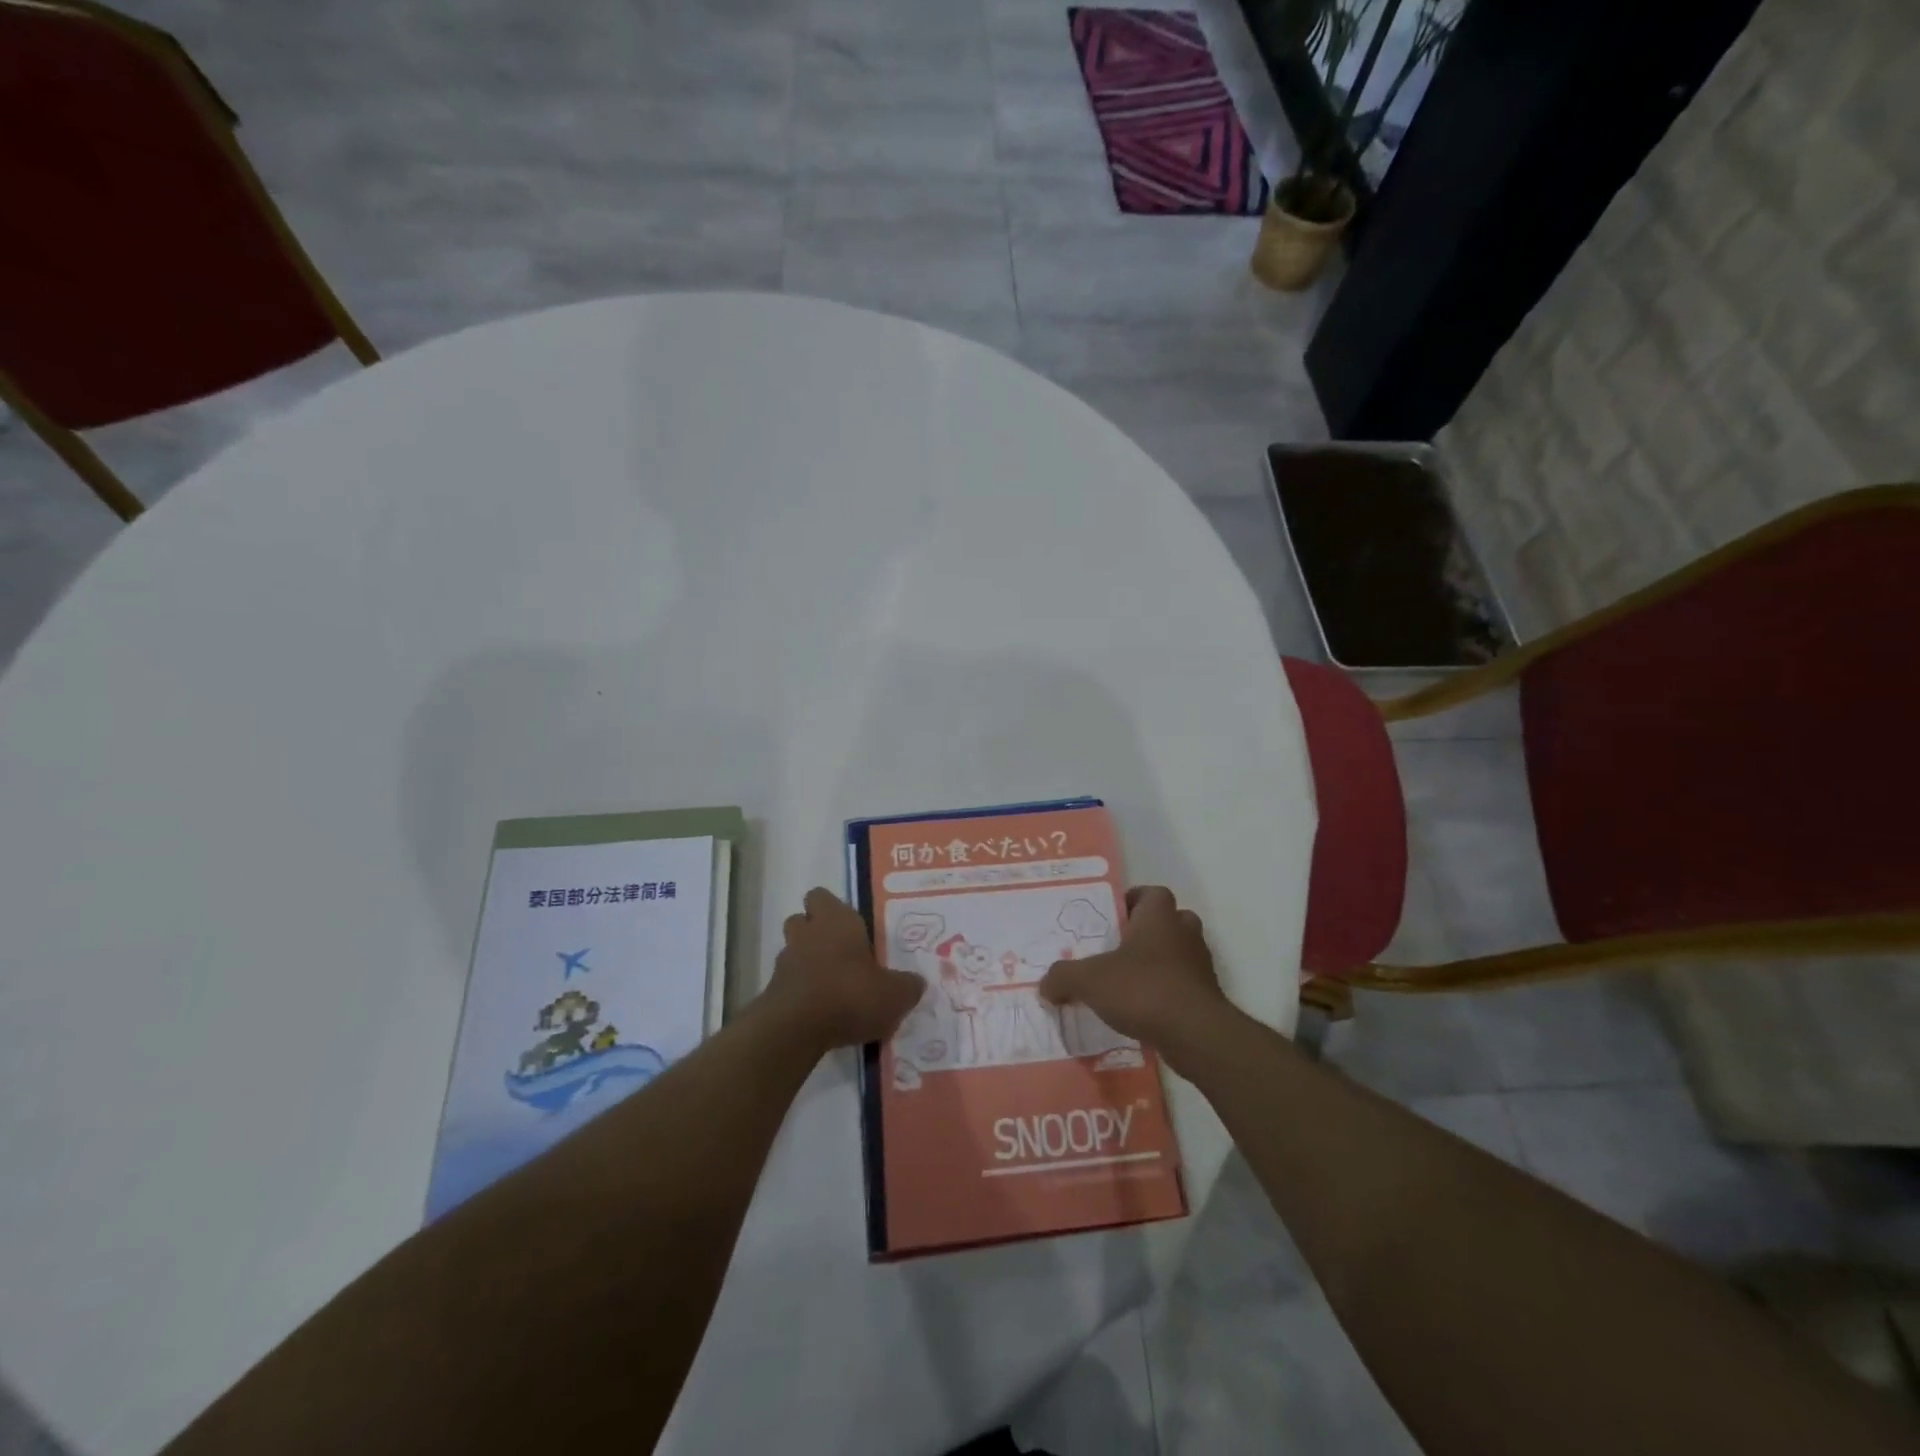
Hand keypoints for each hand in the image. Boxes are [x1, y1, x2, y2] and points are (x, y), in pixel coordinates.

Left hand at [760, 888, 925, 1053]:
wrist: (796, 1029)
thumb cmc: (850, 995)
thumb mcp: (895, 994)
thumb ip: (907, 986)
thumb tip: (915, 983)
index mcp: (836, 920)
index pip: (822, 897)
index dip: (833, 909)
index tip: (852, 928)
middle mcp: (807, 933)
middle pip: (802, 920)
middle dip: (816, 932)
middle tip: (842, 954)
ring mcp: (785, 962)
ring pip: (793, 951)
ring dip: (807, 963)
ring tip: (832, 985)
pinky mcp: (772, 991)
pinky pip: (788, 983)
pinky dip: (801, 992)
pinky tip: (821, 1012)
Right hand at [1039, 886, 1228, 1051]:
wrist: (1195, 1034)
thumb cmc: (1143, 989)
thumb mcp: (1089, 980)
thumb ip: (1063, 977)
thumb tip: (1046, 985)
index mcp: (1159, 917)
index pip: (1152, 893)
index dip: (1134, 901)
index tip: (1113, 918)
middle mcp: (1184, 934)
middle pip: (1169, 921)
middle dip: (1147, 932)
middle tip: (1119, 949)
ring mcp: (1200, 966)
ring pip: (1179, 954)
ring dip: (1158, 963)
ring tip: (1127, 982)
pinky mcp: (1206, 997)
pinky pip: (1183, 985)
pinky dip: (1166, 992)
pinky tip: (1142, 1010)